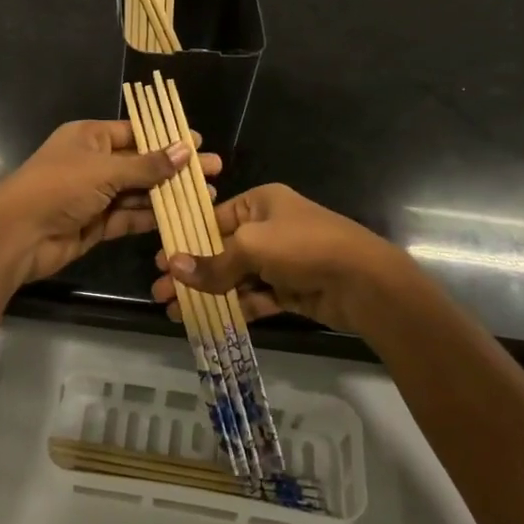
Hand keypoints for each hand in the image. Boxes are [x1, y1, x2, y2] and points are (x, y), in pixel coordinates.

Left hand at [0, 120, 222, 287]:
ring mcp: (94, 195)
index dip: (167, 138)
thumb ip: (147, 165)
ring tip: (208, 196)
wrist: (17, 236)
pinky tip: (181, 216)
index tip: (199, 143)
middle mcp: (93, 163)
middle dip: (175, 169)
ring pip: (138, 192)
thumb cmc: (58, 187)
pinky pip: (129, 217)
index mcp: (90, 137)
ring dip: (168, 195)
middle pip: (141, 163)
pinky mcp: (96, 224)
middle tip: (214, 172)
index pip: (135, 133)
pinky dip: (151, 217)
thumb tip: (186, 150)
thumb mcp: (105, 170)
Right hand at [150, 183, 424, 332]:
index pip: (214, 218)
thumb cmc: (304, 246)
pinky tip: (207, 320)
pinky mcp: (290, 290)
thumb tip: (172, 267)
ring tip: (174, 310)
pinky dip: (233, 307)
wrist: (364, 282)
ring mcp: (281, 261)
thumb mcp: (252, 247)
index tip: (160, 260)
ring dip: (207, 293)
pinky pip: (254, 297)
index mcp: (260, 203)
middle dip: (191, 271)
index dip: (186, 239)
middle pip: (221, 250)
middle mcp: (269, 228)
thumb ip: (213, 262)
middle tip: (160, 291)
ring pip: (235, 277)